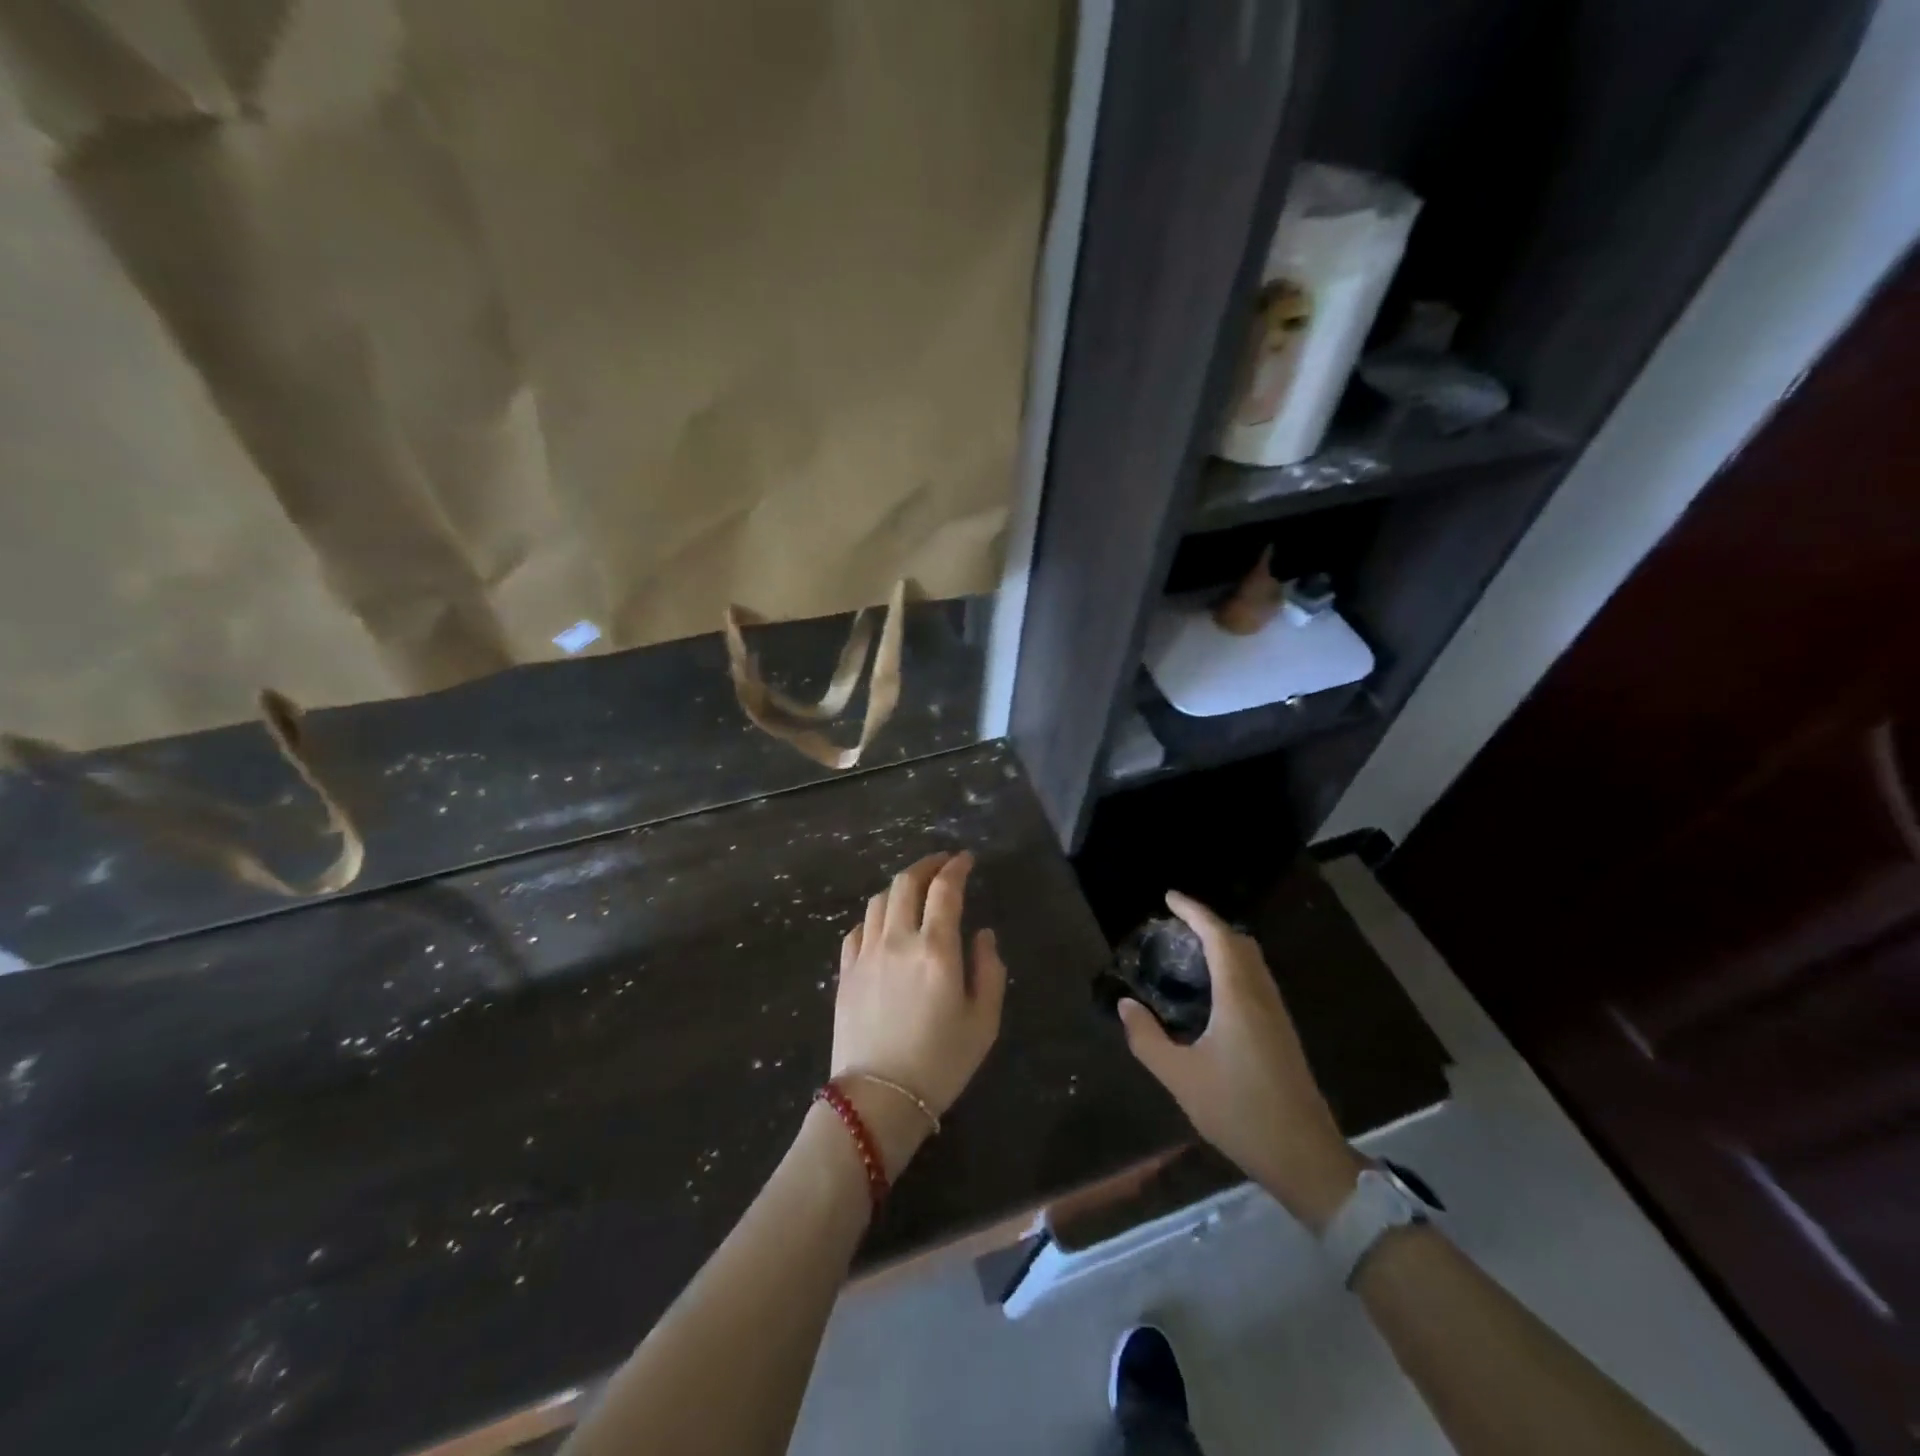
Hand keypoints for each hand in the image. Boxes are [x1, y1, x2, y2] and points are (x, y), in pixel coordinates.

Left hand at [831, 852, 1006, 1175]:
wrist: (878, 1099)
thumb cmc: (941, 1063)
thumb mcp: (984, 1022)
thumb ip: (989, 970)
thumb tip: (982, 935)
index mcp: (936, 949)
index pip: (945, 890)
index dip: (957, 867)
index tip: (967, 859)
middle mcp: (898, 940)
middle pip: (906, 882)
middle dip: (926, 865)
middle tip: (942, 864)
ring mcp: (866, 954)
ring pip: (878, 900)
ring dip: (899, 886)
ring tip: (914, 890)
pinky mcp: (845, 972)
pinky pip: (857, 928)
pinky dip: (875, 916)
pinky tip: (884, 924)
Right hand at [1118, 890, 1364, 1230]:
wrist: (1305, 1157)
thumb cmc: (1240, 1112)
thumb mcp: (1181, 1078)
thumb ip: (1148, 1039)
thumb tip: (1125, 1005)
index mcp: (1239, 997)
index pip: (1218, 936)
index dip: (1194, 912)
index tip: (1169, 898)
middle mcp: (1262, 996)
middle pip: (1239, 943)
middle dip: (1208, 924)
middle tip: (1175, 925)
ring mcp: (1277, 1015)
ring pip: (1252, 962)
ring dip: (1223, 945)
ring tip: (1189, 951)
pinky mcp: (1282, 1033)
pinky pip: (1256, 981)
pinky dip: (1233, 967)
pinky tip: (1213, 991)